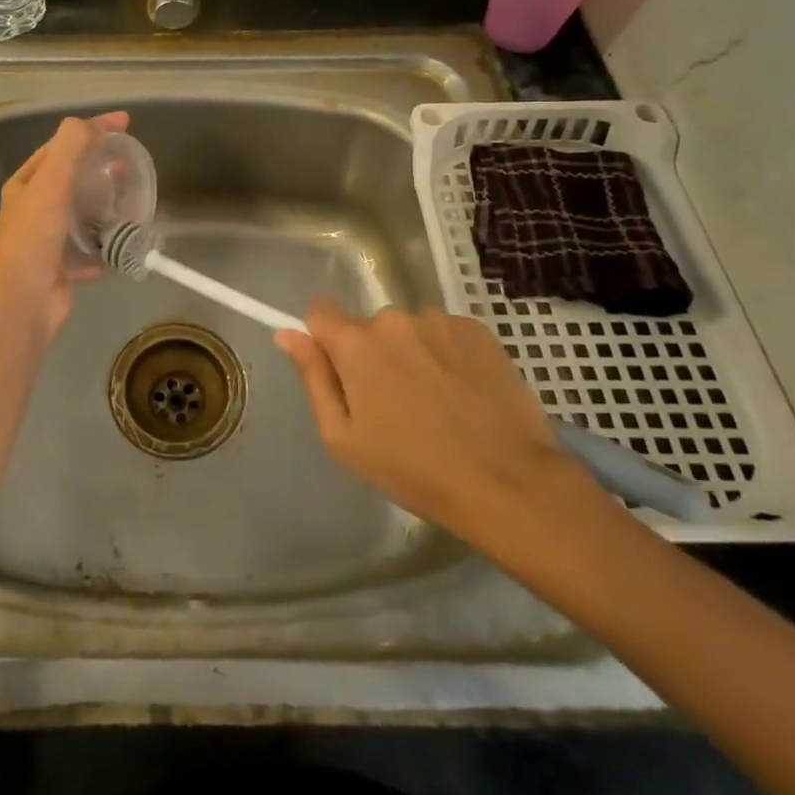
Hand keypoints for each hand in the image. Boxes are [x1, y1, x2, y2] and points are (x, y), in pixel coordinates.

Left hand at [0, 112, 130, 347]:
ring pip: (83, 214)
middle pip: (73, 180)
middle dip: (101, 169)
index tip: (125, 123)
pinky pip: (91, 250)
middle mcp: (34, 209)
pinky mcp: (64, 268)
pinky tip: (127, 241)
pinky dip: (108, 244)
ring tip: (133, 200)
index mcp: (26, 185)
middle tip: (129, 165)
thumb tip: (89, 123)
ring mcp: (49, 240)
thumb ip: (69, 148)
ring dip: (106, 206)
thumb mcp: (50, 183)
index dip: (91, 130)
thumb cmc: (33, 237)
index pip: (61, 146)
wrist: (22, 302)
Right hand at [275, 301, 603, 564]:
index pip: (320, 311)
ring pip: (409, 331)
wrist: (508, 482)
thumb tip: (287, 333)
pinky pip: (445, 334)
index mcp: (356, 343)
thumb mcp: (344, 437)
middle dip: (373, 355)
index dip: (324, 339)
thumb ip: (313, 377)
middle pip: (368, 327)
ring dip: (412, 355)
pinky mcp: (477, 330)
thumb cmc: (413, 469)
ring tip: (437, 403)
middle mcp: (394, 319)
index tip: (341, 373)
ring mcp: (439, 321)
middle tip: (395, 405)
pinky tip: (464, 393)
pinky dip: (447, 356)